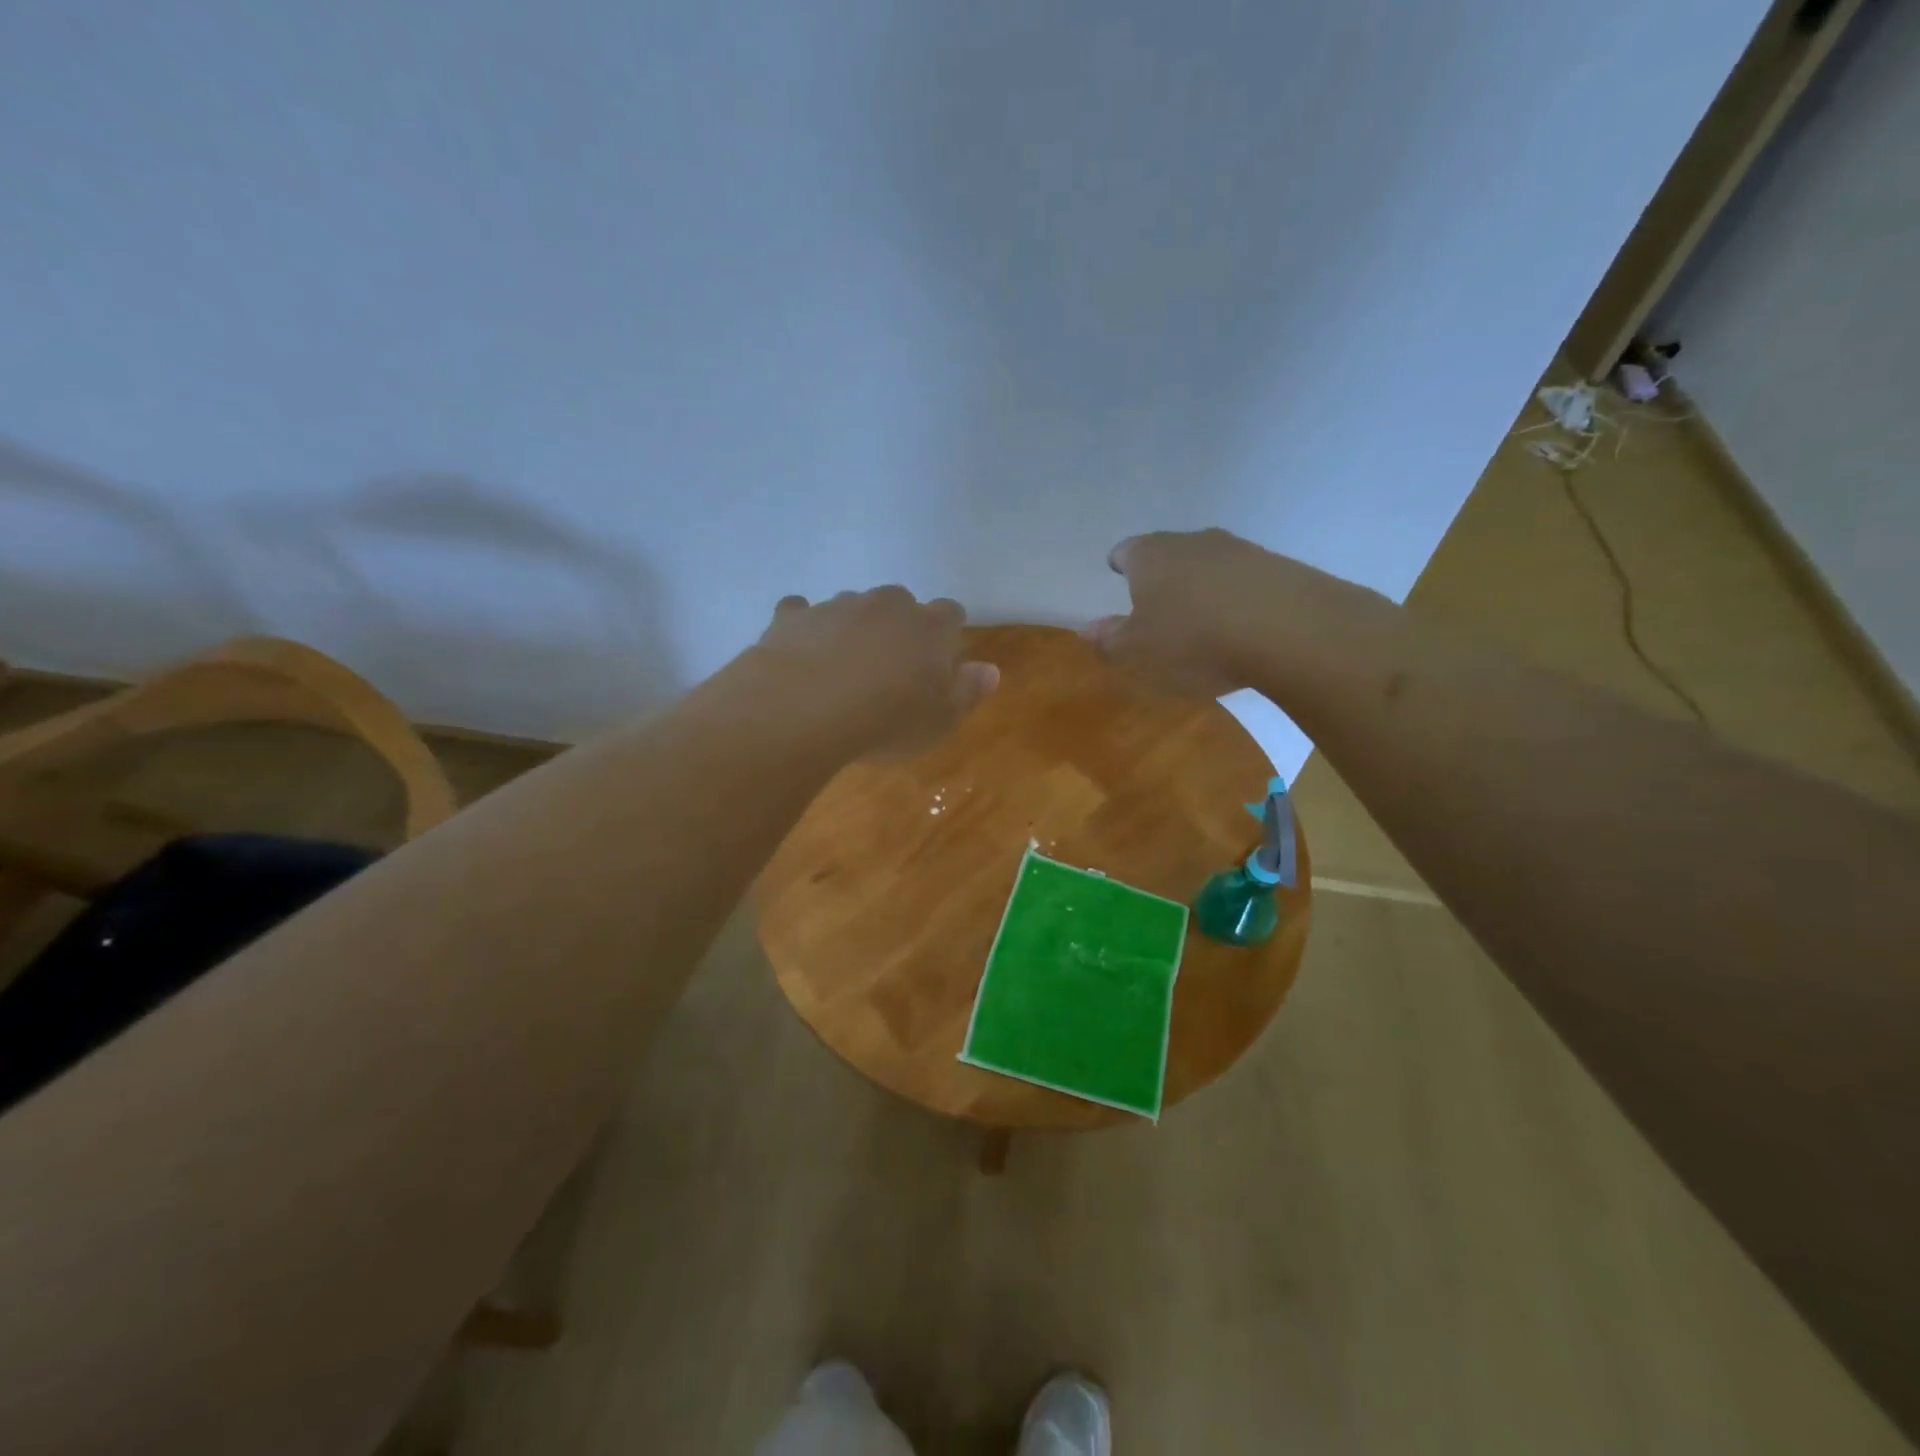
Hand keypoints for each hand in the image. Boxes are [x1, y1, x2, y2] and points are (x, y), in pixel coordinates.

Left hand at [757, 587, 998, 758]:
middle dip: (898, 627)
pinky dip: (806, 628)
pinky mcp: (793, 616)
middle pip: (900, 603)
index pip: (950, 614)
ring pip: (853, 606)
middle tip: (890, 667)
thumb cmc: (886, 722)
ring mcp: (837, 606)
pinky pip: (802, 613)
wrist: (804, 710)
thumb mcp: (940, 721)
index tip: (938, 661)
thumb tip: (990, 670)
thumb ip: (968, 692)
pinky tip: (800, 653)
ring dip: (854, 628)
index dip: (946, 634)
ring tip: (843, 668)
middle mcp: (886, 605)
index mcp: (929, 627)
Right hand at [1089, 528, 1391, 697]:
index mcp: (1150, 556)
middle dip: (1162, 576)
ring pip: (1210, 566)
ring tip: (1202, 622)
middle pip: (1169, 554)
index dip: (1120, 564)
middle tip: (1158, 605)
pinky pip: (1246, 583)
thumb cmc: (1192, 641)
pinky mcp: (1280, 569)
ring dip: (1203, 587)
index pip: (1126, 551)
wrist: (1289, 630)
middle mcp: (1193, 541)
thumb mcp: (1137, 653)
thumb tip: (1087, 629)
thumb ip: (1109, 640)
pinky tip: (1241, 629)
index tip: (1118, 573)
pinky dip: (1237, 600)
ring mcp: (1241, 550)